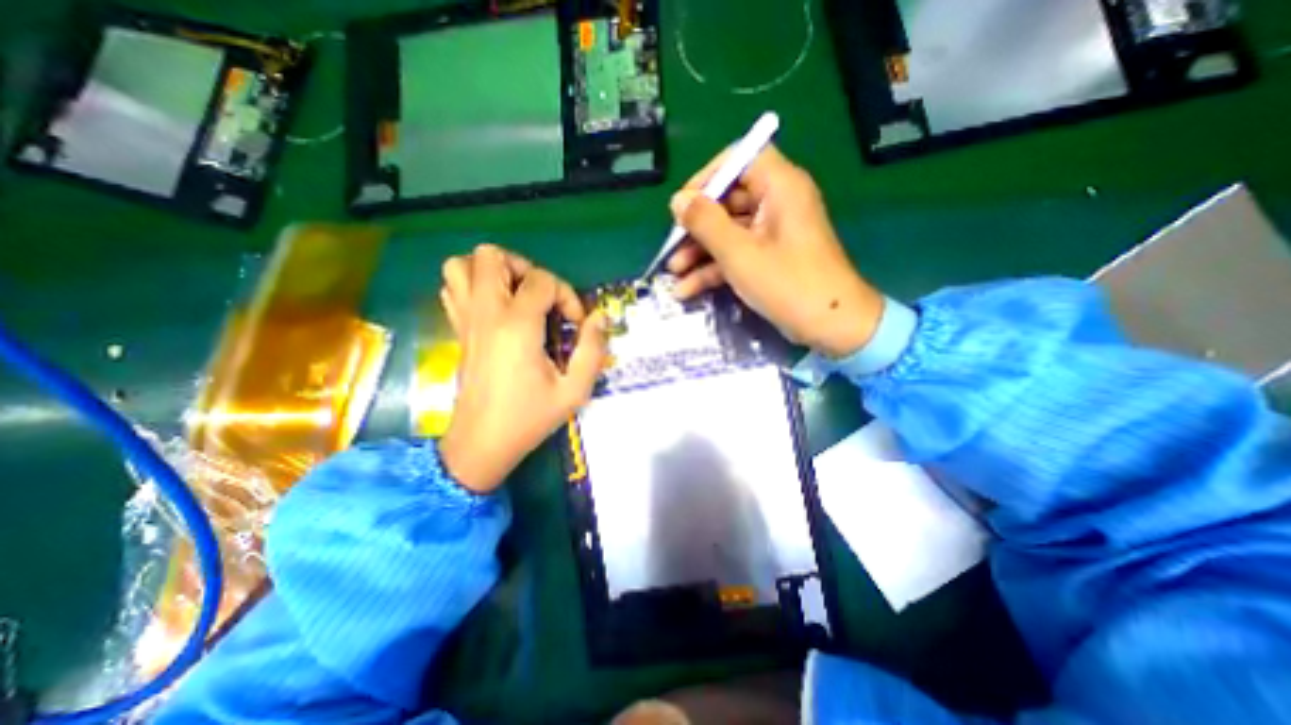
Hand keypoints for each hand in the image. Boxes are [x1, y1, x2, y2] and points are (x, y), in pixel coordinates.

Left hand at [439, 244, 611, 492]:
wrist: (482, 442)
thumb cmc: (530, 417)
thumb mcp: (575, 390)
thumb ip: (593, 349)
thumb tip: (599, 317)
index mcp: (517, 326)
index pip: (542, 280)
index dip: (566, 295)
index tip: (575, 323)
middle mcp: (486, 313)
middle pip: (491, 256)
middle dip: (525, 268)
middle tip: (542, 298)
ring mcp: (466, 319)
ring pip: (462, 264)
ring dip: (493, 271)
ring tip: (516, 295)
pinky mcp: (457, 329)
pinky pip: (453, 287)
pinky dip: (473, 285)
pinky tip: (496, 308)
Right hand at [667, 141, 888, 355]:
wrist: (830, 327)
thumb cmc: (787, 284)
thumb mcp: (739, 253)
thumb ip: (705, 223)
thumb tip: (678, 200)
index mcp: (779, 187)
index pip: (739, 159)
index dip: (708, 177)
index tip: (683, 204)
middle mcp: (777, 203)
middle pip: (729, 200)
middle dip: (696, 226)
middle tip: (671, 246)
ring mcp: (773, 233)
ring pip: (729, 231)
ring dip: (700, 251)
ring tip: (673, 273)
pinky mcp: (770, 258)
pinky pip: (737, 253)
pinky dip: (714, 268)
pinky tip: (688, 289)